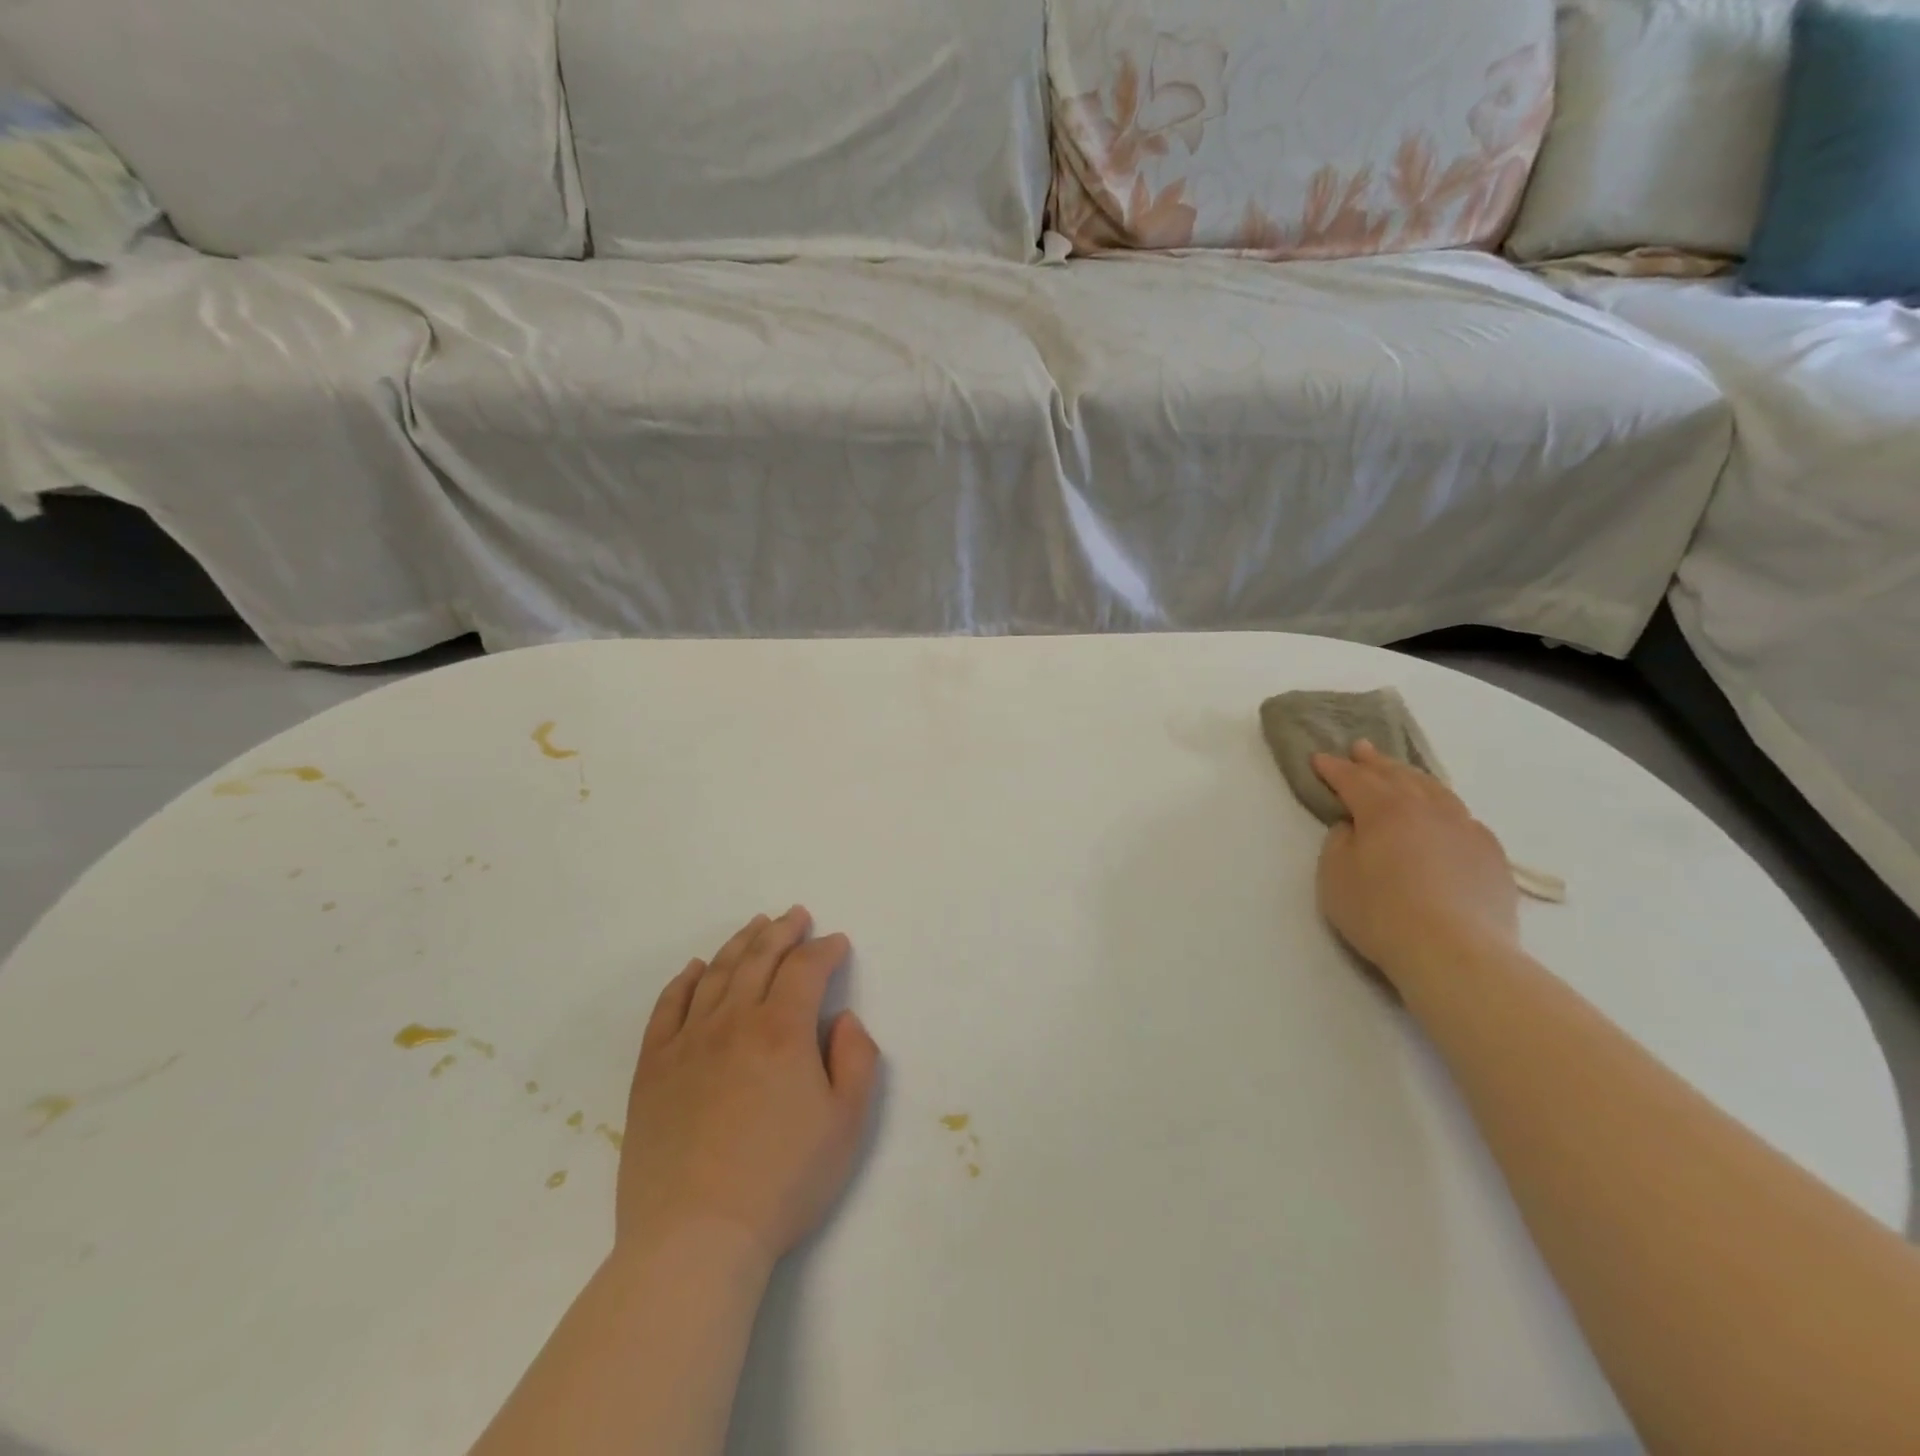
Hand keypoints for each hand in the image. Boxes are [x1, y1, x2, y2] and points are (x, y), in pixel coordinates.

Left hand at [617, 907, 880, 1265]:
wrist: (695, 1238)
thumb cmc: (783, 1182)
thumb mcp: (847, 1124)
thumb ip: (857, 1060)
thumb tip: (842, 1020)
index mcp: (783, 1030)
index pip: (806, 969)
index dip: (824, 950)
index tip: (836, 943)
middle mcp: (734, 1021)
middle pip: (759, 958)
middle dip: (782, 931)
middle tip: (795, 914)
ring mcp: (687, 1042)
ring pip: (716, 974)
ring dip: (739, 944)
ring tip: (755, 925)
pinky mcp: (652, 1069)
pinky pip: (668, 1008)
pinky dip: (683, 981)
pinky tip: (694, 968)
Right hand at [1311, 741, 1518, 988]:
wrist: (1455, 952)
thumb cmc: (1380, 912)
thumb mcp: (1334, 876)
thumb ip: (1339, 842)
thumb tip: (1354, 827)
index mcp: (1384, 809)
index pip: (1353, 779)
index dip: (1334, 768)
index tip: (1319, 758)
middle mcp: (1427, 809)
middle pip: (1397, 776)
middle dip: (1375, 762)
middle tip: (1361, 748)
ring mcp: (1465, 829)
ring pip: (1436, 791)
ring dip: (1413, 778)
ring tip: (1402, 773)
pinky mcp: (1491, 856)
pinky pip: (1463, 819)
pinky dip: (1445, 809)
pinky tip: (1444, 816)